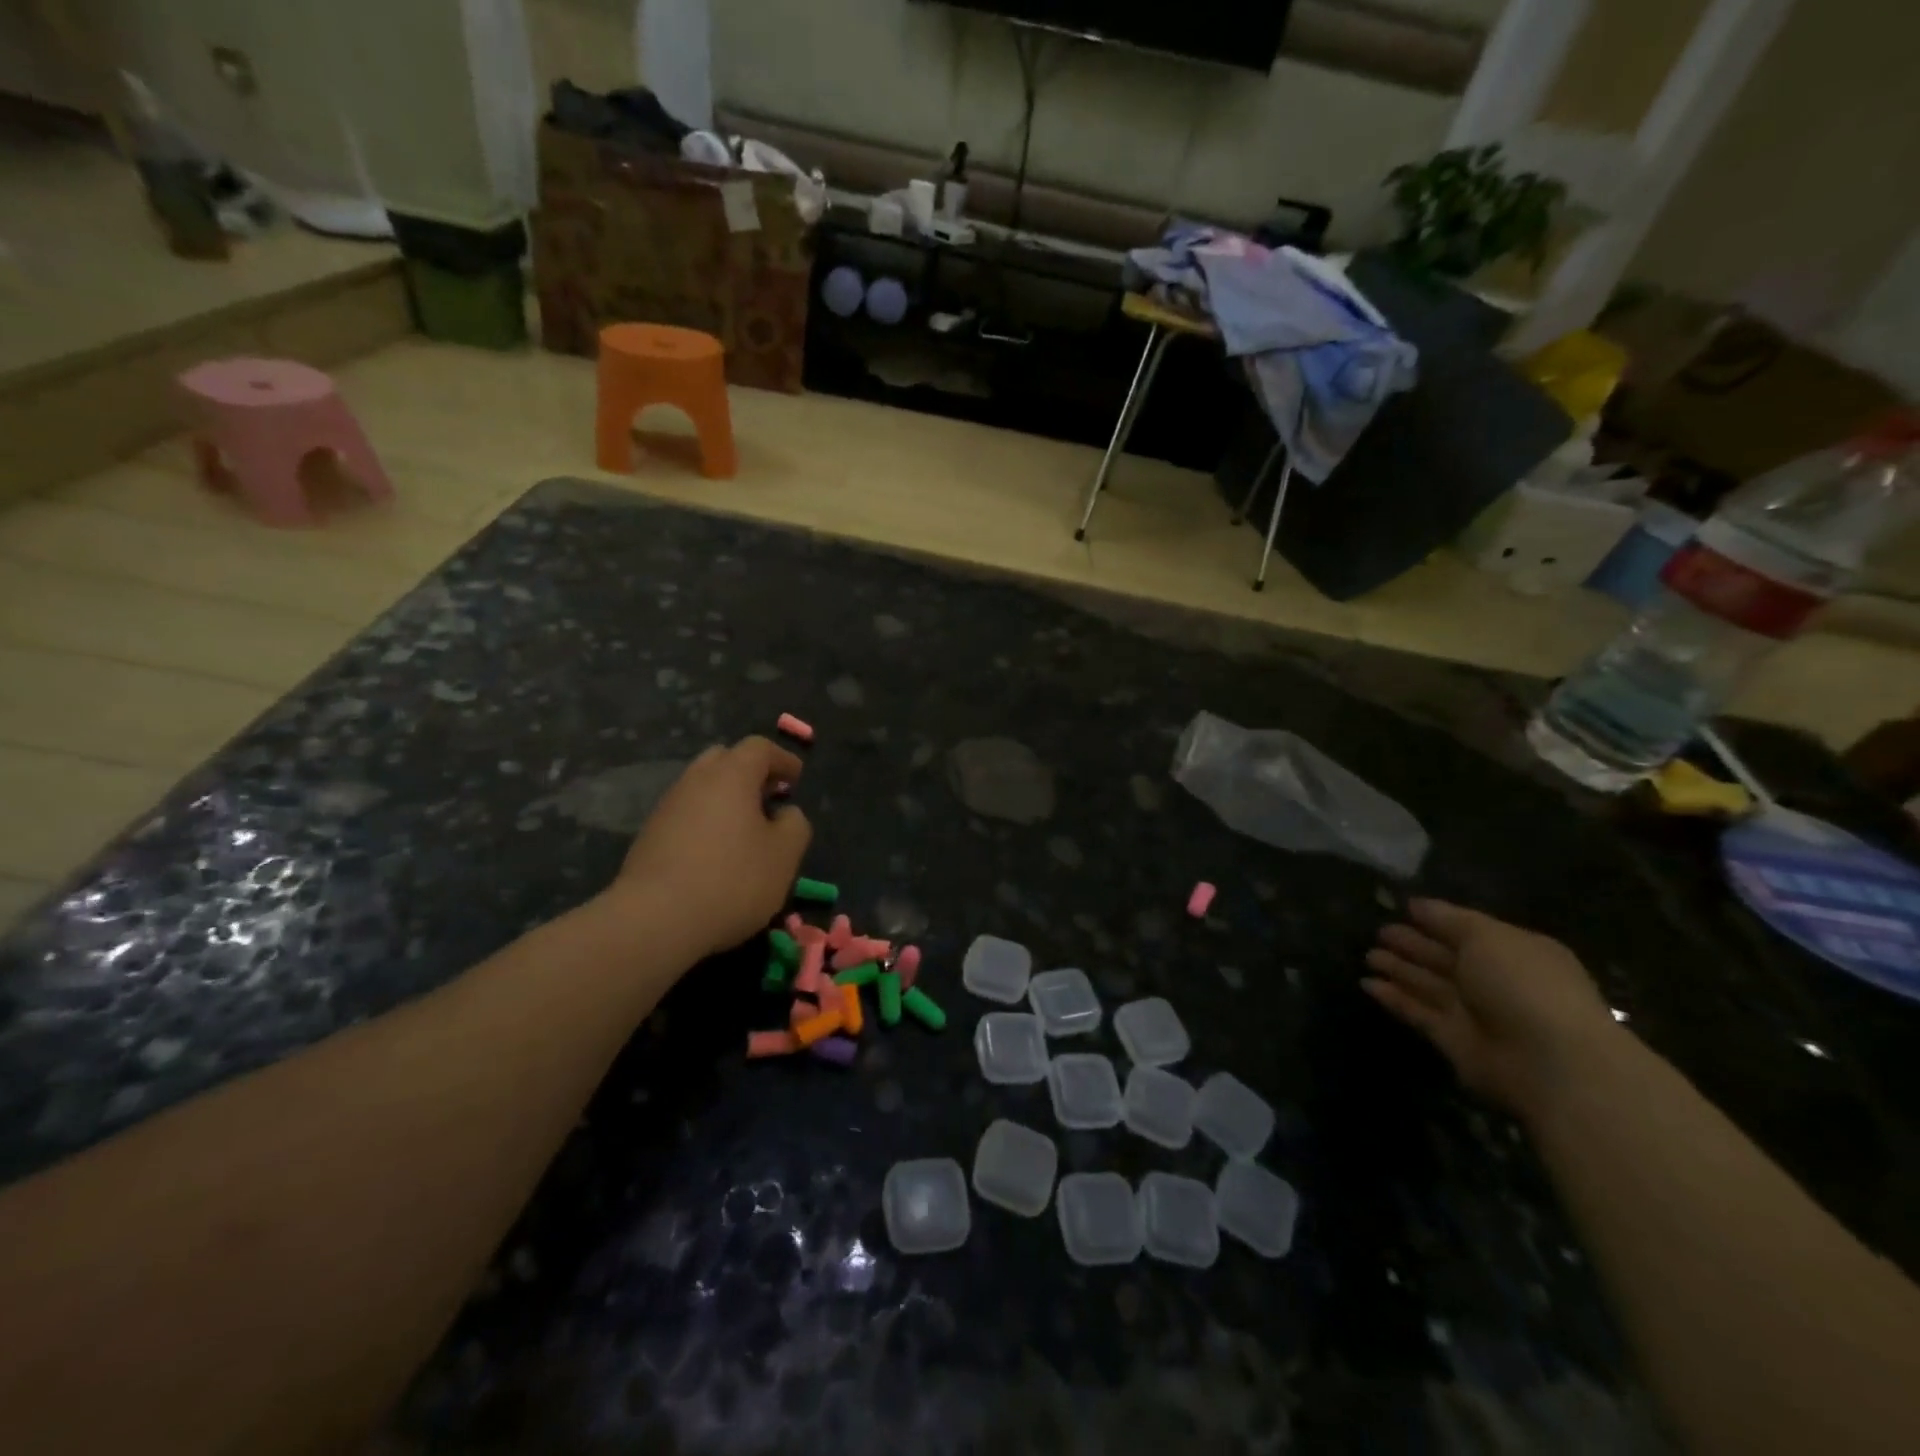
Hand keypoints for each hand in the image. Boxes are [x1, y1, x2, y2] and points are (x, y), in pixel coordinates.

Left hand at [609, 737, 811, 956]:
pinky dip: (706, 821)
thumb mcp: (784, 855)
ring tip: (745, 829)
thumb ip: (795, 825)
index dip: (782, 759)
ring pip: (701, 788)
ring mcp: (667, 807)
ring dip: (725, 799)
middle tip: (768, 797)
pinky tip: (716, 853)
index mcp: (731, 775)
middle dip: (749, 773)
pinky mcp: (649, 836)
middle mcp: (695, 781)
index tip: (796, 778)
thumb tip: (785, 813)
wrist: (654, 920)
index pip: (759, 748)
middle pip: (724, 760)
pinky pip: (685, 815)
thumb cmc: (732, 880)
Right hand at [1363, 899, 1615, 1118]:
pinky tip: (1367, 984)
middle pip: (1445, 957)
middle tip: (1379, 932)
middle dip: (1412, 944)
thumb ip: (1449, 919)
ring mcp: (1474, 1011)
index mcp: (1513, 952)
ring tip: (1367, 956)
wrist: (1547, 1061)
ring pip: (1428, 984)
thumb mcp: (1487, 936)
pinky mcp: (1452, 1039)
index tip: (1402, 908)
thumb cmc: (1523, 984)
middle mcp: (1494, 980)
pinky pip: (1417, 1011)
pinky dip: (1394, 998)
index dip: (1436, 920)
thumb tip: (1416, 904)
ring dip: (1399, 969)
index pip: (1467, 931)